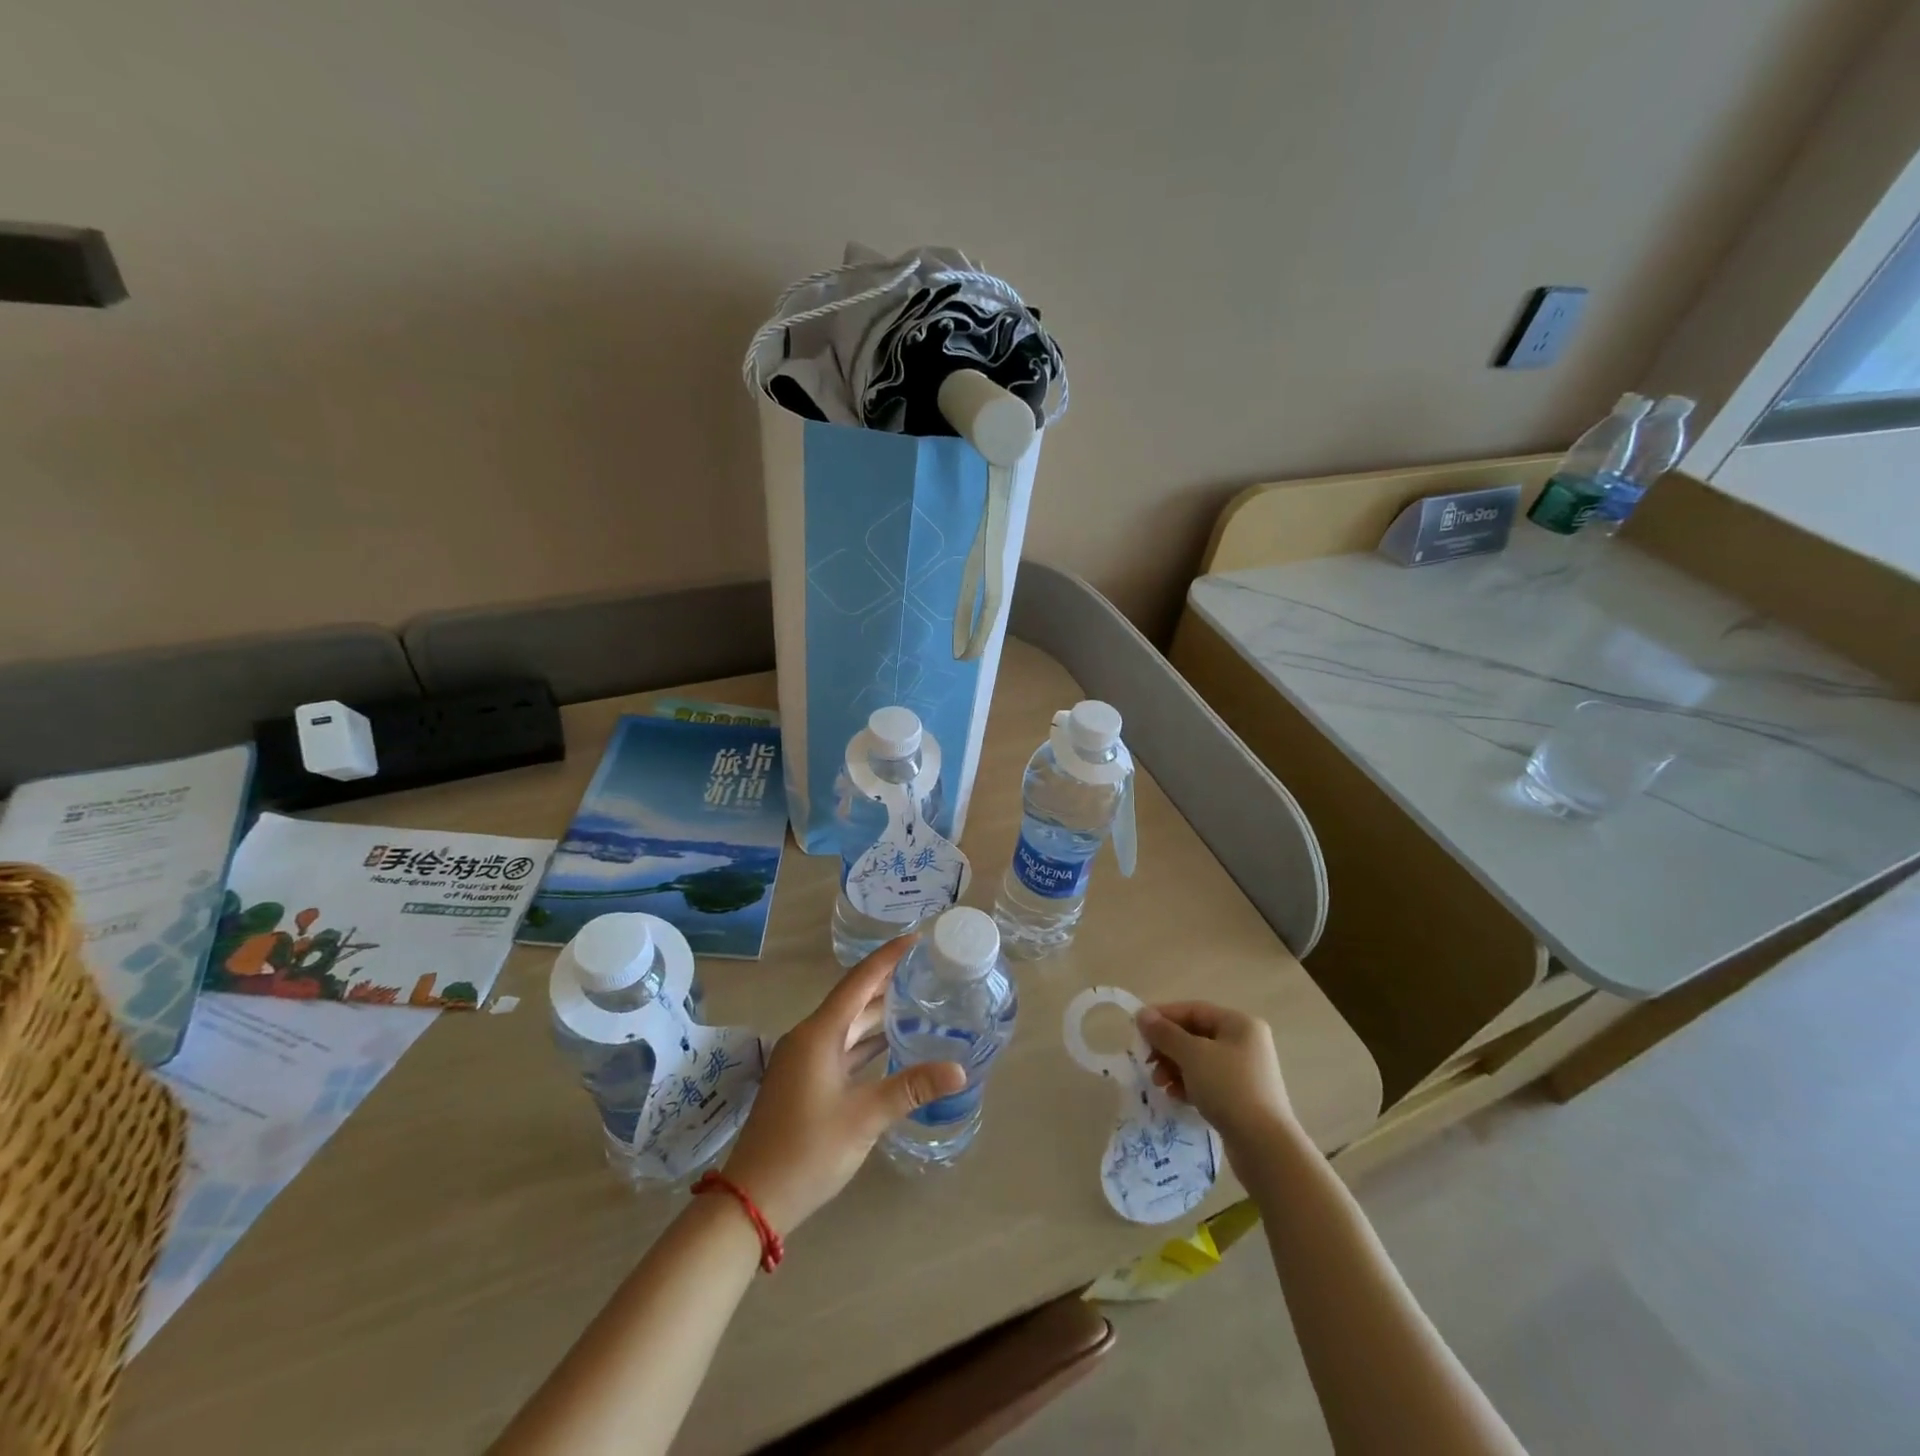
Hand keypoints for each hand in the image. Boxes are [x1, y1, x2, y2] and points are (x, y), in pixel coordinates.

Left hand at [722, 938, 965, 1234]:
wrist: (752, 1199)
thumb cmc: (808, 1150)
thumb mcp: (865, 1118)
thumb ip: (911, 1088)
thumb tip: (959, 1069)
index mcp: (819, 1033)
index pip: (859, 982)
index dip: (888, 958)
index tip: (916, 939)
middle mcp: (810, 1037)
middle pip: (854, 999)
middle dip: (889, 983)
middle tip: (927, 969)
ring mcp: (804, 1060)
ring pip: (848, 1025)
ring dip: (879, 1013)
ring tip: (918, 999)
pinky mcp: (805, 1081)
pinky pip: (842, 1047)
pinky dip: (867, 1041)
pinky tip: (892, 1043)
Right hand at [1136, 1001, 1293, 1149]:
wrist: (1265, 1146)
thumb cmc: (1228, 1088)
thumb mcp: (1192, 1055)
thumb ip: (1165, 1033)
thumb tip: (1142, 1014)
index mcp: (1239, 1024)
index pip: (1193, 1010)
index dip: (1163, 1017)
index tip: (1138, 1030)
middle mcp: (1245, 1042)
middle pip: (1195, 1035)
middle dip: (1167, 1048)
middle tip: (1147, 1062)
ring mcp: (1245, 1072)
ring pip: (1199, 1060)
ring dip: (1174, 1068)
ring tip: (1159, 1083)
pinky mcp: (1242, 1097)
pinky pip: (1207, 1082)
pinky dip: (1188, 1085)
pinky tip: (1175, 1097)